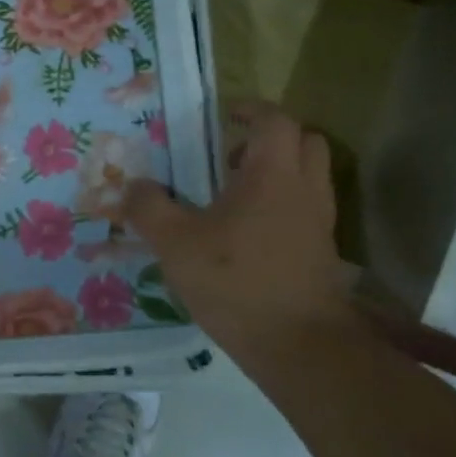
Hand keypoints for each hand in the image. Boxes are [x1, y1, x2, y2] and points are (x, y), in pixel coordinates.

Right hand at [125, 102, 348, 356]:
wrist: (300, 347)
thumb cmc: (236, 281)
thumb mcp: (175, 243)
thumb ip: (149, 208)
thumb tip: (133, 185)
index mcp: (272, 175)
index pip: (275, 120)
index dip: (251, 109)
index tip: (224, 115)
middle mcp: (304, 190)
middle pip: (305, 141)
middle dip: (270, 138)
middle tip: (230, 154)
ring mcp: (319, 223)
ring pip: (309, 177)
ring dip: (278, 172)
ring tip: (233, 195)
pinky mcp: (322, 254)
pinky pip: (306, 210)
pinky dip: (283, 205)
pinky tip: (246, 234)